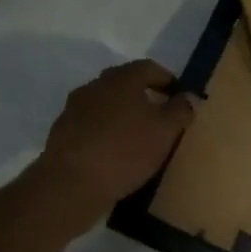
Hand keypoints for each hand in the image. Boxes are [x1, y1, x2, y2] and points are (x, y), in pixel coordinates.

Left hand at [37, 59, 195, 214]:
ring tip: (136, 137)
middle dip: (143, 96)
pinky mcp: (62, 132)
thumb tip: (188, 96)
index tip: (179, 97)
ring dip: (121, 114)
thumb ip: (180, 111)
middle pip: (125, 83)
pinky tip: (112, 152)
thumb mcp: (165, 132)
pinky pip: (90, 125)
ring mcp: (74, 108)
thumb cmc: (125, 151)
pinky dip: (104, 131)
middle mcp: (96, 85)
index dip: (167, 80)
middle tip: (159, 116)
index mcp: (122, 78)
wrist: (70, 183)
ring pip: (105, 104)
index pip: (149, 68)